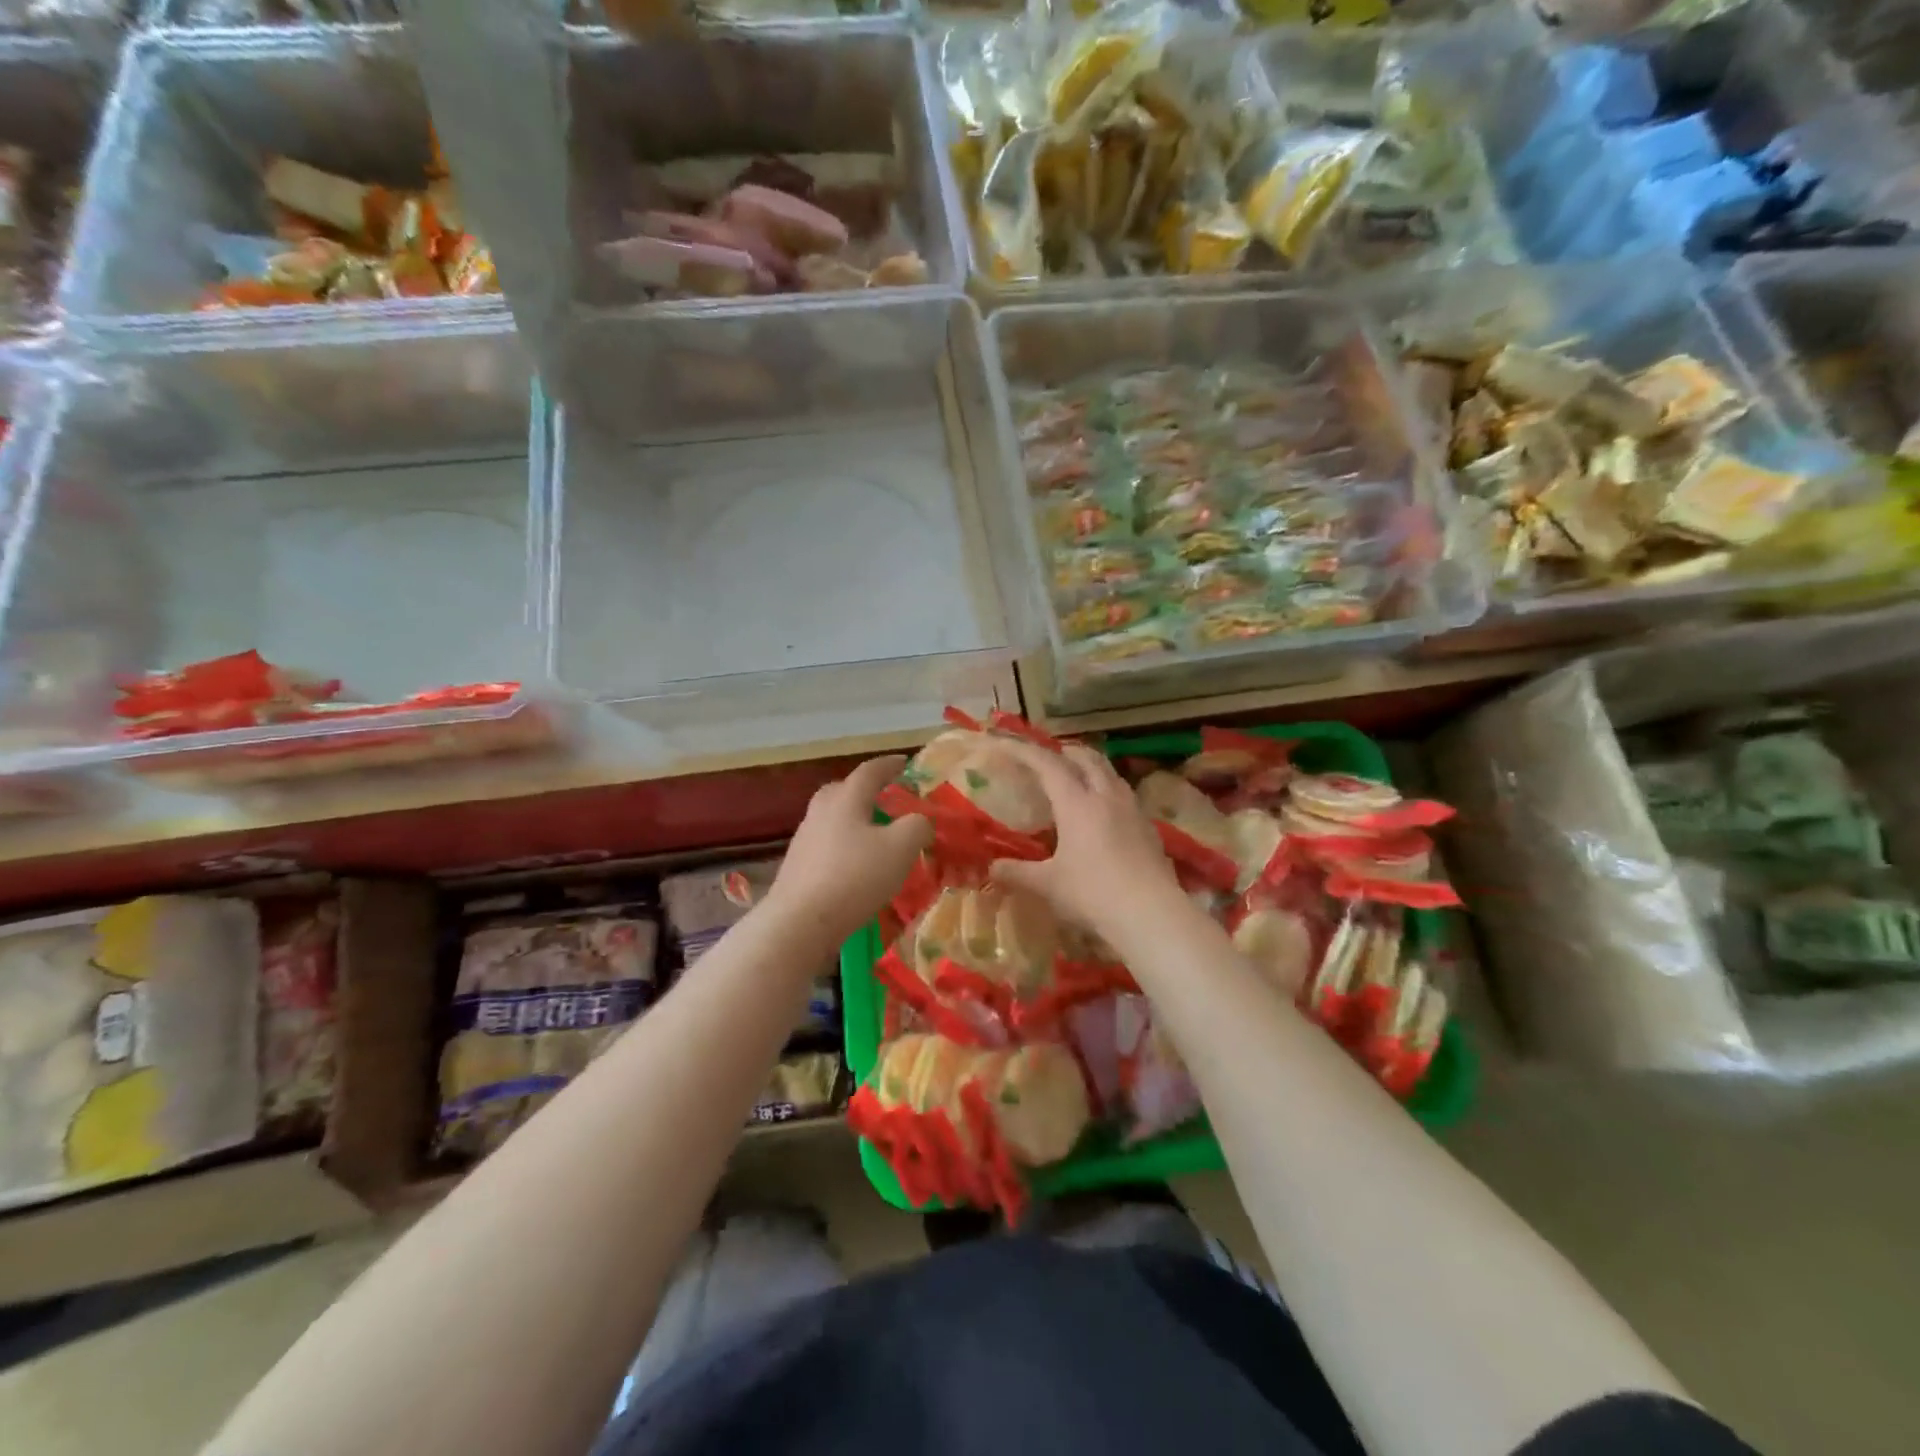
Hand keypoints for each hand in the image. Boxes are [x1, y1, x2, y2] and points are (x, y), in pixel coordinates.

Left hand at [766, 756, 933, 945]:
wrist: (800, 922)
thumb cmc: (855, 876)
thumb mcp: (901, 847)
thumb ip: (918, 826)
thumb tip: (920, 821)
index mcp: (846, 798)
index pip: (870, 771)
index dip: (891, 765)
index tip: (906, 763)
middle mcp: (821, 810)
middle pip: (844, 790)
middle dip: (866, 791)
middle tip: (887, 800)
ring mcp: (805, 838)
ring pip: (834, 818)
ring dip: (855, 821)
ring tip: (877, 836)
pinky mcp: (798, 866)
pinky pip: (827, 844)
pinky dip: (845, 846)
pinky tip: (857, 866)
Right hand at [988, 741, 1183, 938]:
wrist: (1151, 914)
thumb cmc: (1093, 893)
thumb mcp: (1048, 885)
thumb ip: (1018, 873)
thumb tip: (992, 868)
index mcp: (1077, 803)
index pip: (1047, 764)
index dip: (1025, 750)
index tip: (1006, 743)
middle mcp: (1106, 796)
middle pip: (1085, 757)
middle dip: (1063, 752)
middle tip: (1047, 759)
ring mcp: (1132, 809)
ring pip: (1109, 772)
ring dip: (1089, 767)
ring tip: (1076, 779)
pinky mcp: (1149, 826)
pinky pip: (1124, 794)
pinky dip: (1107, 789)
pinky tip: (1104, 812)